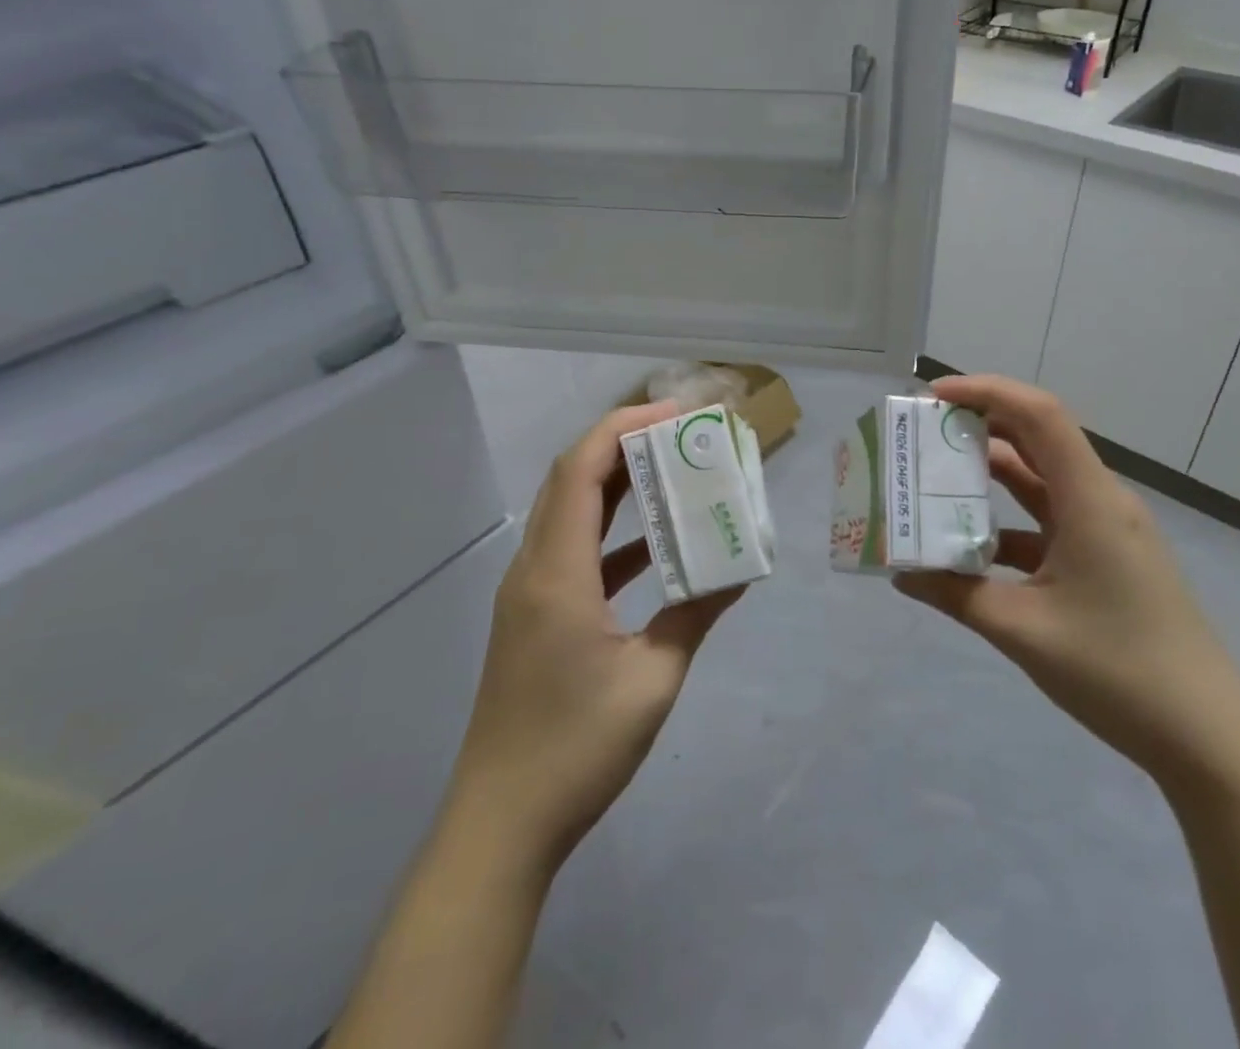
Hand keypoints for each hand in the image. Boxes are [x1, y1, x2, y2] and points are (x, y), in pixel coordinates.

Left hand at [450, 401, 746, 875]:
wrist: (500, 826)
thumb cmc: (576, 749)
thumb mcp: (652, 680)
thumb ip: (694, 615)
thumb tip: (739, 574)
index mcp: (556, 572)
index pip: (581, 470)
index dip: (622, 428)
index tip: (674, 413)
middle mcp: (534, 569)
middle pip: (571, 480)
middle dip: (622, 444)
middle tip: (679, 433)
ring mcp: (529, 594)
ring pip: (570, 514)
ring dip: (616, 486)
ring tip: (671, 471)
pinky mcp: (534, 618)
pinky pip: (574, 553)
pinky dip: (612, 535)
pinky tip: (654, 545)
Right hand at [895, 375, 1239, 786]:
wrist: (1207, 738)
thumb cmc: (1117, 670)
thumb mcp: (1023, 630)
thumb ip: (957, 594)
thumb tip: (902, 575)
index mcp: (1090, 500)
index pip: (1039, 414)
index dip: (986, 392)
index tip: (933, 396)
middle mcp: (1101, 501)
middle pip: (1039, 438)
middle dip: (982, 425)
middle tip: (925, 433)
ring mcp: (1108, 531)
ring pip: (1043, 481)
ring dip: (993, 474)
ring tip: (937, 477)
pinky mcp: (1108, 559)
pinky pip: (1050, 522)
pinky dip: (1009, 522)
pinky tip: (972, 547)